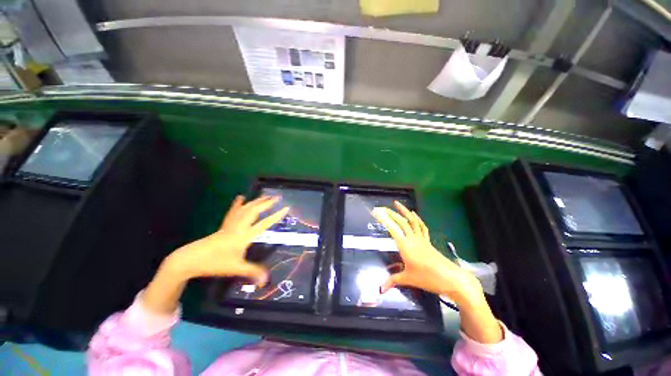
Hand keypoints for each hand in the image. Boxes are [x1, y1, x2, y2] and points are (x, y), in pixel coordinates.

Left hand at [143, 196, 288, 313]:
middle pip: (254, 211)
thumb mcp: (235, 268)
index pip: (264, 223)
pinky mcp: (224, 225)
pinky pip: (232, 212)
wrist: (190, 259)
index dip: (276, 216)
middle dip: (267, 203)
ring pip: (245, 209)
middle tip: (277, 197)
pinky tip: (240, 197)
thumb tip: (266, 280)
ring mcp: (231, 225)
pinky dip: (237, 204)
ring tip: (265, 195)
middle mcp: (239, 227)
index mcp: (244, 236)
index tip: (286, 208)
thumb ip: (252, 272)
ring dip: (256, 201)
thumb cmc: (215, 263)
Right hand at [373, 202, 502, 343]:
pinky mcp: (428, 241)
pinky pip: (421, 226)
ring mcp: (421, 239)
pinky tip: (413, 214)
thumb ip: (392, 281)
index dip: (384, 219)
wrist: (452, 279)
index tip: (376, 212)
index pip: (392, 229)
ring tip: (397, 203)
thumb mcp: (408, 279)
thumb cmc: (428, 278)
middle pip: (401, 222)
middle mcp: (412, 239)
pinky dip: (416, 219)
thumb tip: (380, 289)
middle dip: (391, 213)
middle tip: (381, 208)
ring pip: (412, 221)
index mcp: (405, 246)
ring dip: (404, 211)